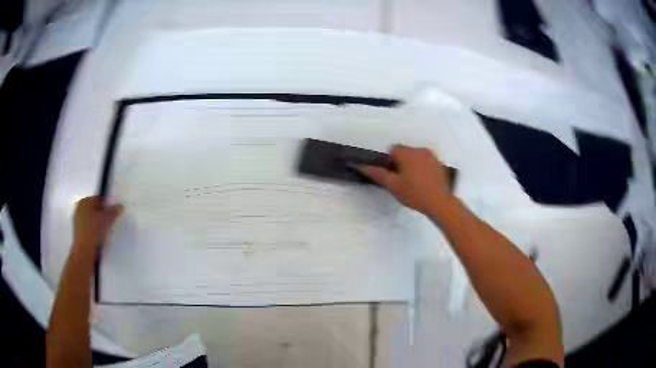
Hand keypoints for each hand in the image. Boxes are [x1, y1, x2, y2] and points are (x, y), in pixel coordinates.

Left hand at [73, 196, 123, 255]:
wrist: (85, 251)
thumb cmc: (94, 231)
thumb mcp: (107, 219)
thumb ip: (114, 211)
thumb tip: (120, 206)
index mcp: (85, 200)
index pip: (99, 199)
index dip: (107, 206)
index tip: (113, 214)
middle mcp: (79, 207)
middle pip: (94, 209)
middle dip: (102, 215)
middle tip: (110, 224)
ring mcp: (77, 220)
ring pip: (91, 219)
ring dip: (98, 223)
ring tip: (105, 233)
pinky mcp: (77, 232)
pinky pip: (88, 227)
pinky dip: (94, 231)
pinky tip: (99, 238)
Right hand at [358, 145, 453, 215]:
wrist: (440, 203)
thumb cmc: (414, 194)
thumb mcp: (392, 186)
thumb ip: (377, 173)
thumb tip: (360, 165)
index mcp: (407, 153)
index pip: (393, 149)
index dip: (390, 161)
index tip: (392, 175)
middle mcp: (420, 150)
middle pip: (405, 152)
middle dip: (401, 163)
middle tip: (402, 181)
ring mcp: (432, 156)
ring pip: (416, 156)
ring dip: (412, 165)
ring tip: (413, 183)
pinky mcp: (439, 164)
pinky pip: (426, 161)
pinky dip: (422, 168)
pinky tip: (423, 182)